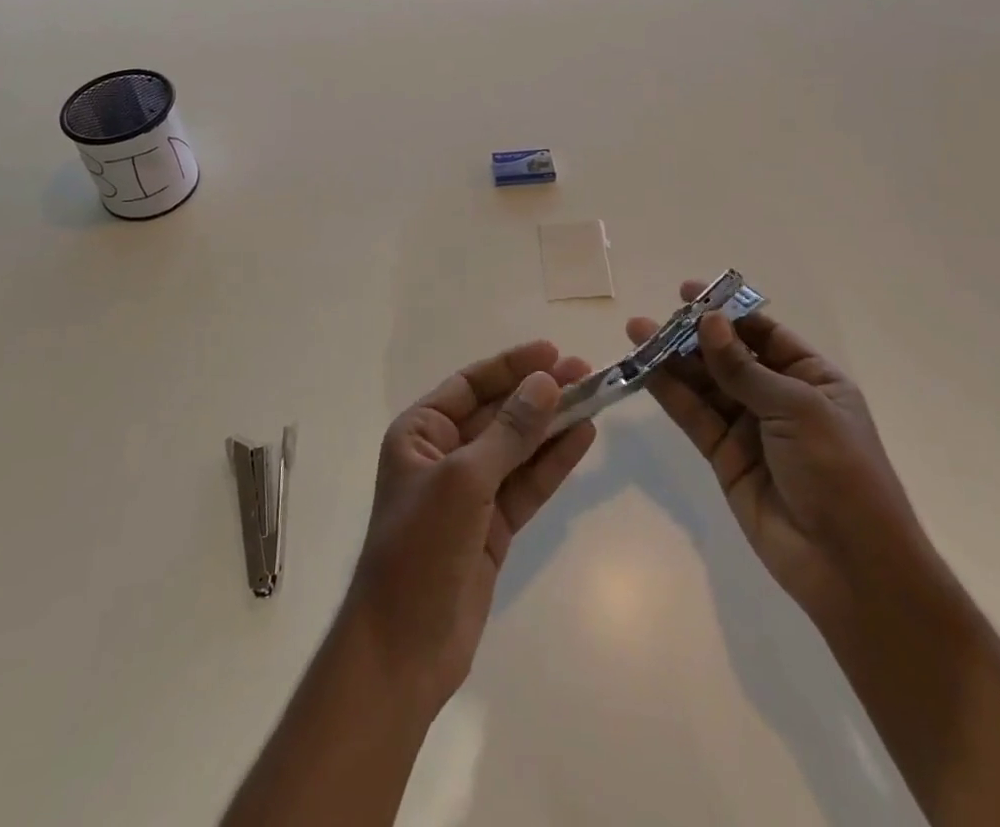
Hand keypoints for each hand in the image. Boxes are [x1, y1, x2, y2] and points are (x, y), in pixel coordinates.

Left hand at [343, 340, 596, 715]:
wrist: (404, 648)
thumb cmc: (421, 547)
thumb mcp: (464, 480)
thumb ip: (509, 432)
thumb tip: (545, 382)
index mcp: (420, 432)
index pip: (470, 385)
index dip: (511, 366)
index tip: (552, 351)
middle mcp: (444, 454)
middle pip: (499, 413)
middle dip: (539, 393)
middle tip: (586, 371)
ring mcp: (470, 492)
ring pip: (518, 447)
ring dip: (553, 424)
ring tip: (595, 397)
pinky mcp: (492, 527)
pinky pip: (527, 484)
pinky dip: (553, 462)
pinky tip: (583, 438)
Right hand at [640, 282, 926, 627]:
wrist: (850, 566)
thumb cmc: (839, 472)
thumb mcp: (796, 408)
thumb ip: (743, 368)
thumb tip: (707, 321)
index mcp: (812, 379)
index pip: (763, 333)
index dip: (727, 311)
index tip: (687, 293)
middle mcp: (780, 398)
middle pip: (728, 356)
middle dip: (691, 335)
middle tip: (651, 318)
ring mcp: (750, 428)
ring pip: (705, 384)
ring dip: (672, 360)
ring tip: (636, 335)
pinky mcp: (725, 457)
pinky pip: (694, 416)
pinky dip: (670, 394)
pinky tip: (644, 371)